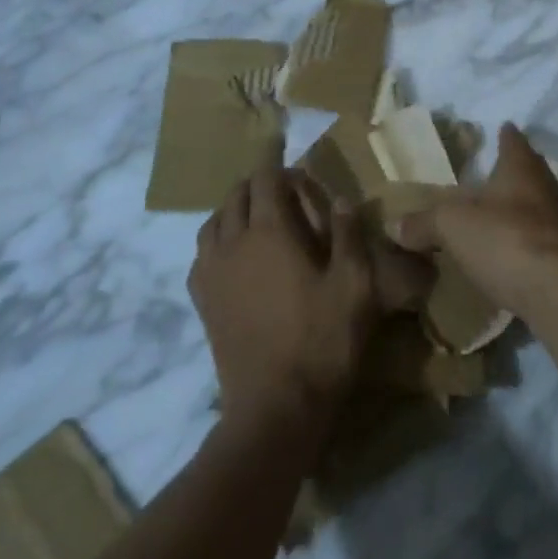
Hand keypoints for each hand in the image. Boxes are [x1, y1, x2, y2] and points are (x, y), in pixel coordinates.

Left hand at [189, 146, 430, 430]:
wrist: (275, 407)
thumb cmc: (322, 340)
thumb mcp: (355, 284)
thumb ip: (347, 234)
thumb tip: (340, 199)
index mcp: (270, 231)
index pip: (265, 178)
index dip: (276, 160)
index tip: (286, 151)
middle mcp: (233, 242)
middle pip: (236, 195)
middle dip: (257, 183)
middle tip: (283, 189)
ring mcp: (211, 272)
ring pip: (214, 222)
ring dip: (234, 209)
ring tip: (256, 216)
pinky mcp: (202, 301)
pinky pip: (202, 254)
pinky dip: (217, 240)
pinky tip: (234, 255)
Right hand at [392, 124, 557, 322]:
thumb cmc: (506, 240)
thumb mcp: (452, 227)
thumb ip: (424, 223)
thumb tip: (394, 225)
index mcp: (522, 168)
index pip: (514, 140)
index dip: (505, 135)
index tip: (501, 128)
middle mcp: (547, 187)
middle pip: (531, 170)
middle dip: (513, 170)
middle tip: (493, 172)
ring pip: (538, 204)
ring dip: (520, 206)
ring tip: (498, 212)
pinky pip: (542, 238)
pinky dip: (526, 239)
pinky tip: (511, 251)